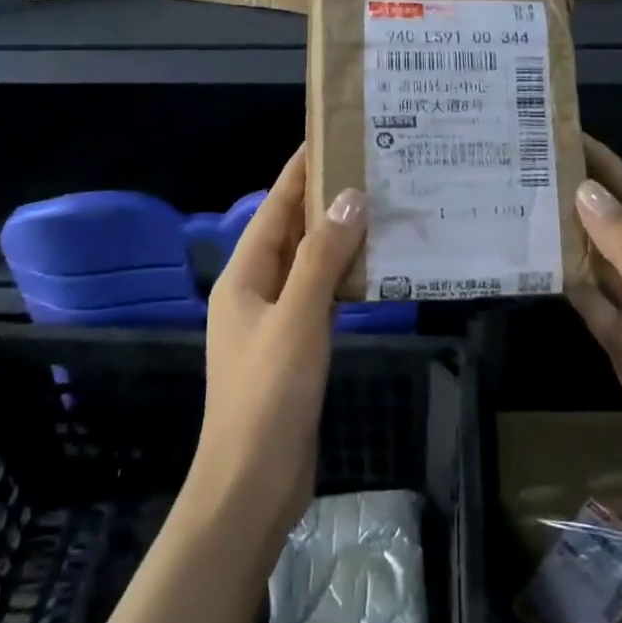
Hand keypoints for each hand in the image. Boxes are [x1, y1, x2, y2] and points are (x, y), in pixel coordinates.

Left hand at [189, 146, 365, 542]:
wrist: (253, 483)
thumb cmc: (268, 395)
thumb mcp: (297, 318)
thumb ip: (323, 257)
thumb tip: (350, 197)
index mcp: (243, 277)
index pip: (274, 208)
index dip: (299, 173)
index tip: (329, 138)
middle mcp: (254, 291)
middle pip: (290, 233)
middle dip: (323, 201)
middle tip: (369, 170)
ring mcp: (273, 321)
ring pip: (307, 265)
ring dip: (337, 239)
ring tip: (378, 208)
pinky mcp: (293, 348)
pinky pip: (318, 297)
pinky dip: (342, 278)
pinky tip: (374, 268)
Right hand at [567, 137, 621, 525]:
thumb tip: (586, 191)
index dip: (607, 165)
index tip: (567, 136)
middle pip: (616, 225)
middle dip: (580, 195)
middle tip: (530, 169)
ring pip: (600, 263)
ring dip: (569, 237)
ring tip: (524, 208)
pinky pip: (592, 302)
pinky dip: (569, 283)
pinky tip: (539, 268)